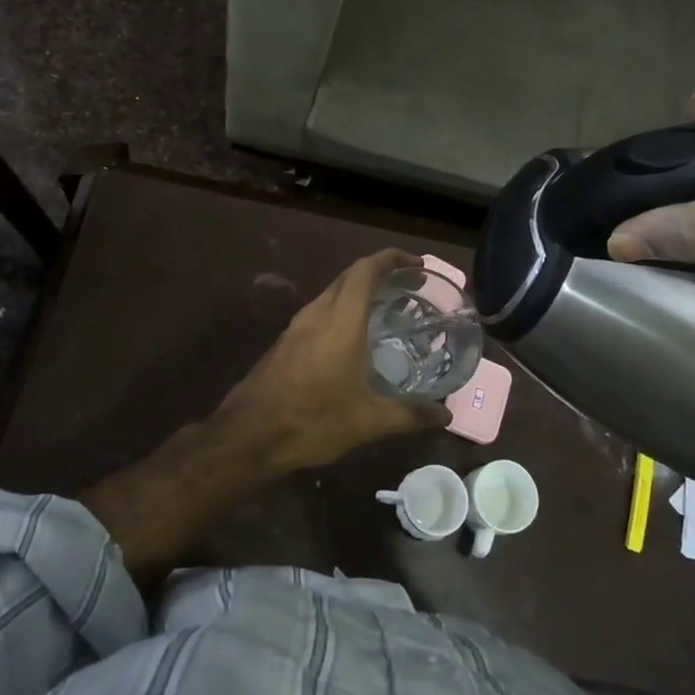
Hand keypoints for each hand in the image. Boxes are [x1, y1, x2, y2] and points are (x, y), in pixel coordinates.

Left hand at [212, 249, 450, 472]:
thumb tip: (445, 414)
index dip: (391, 259)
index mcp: (341, 320)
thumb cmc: (312, 420)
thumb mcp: (368, 421)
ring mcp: (297, 326)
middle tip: (409, 286)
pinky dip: (343, 309)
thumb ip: (409, 414)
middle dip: (380, 272)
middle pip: (349, 276)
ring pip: (332, 293)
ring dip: (359, 291)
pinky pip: (320, 311)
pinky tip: (354, 337)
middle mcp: (318, 313)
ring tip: (387, 309)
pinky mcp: (286, 341)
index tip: (417, 265)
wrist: (249, 434)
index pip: (366, 270)